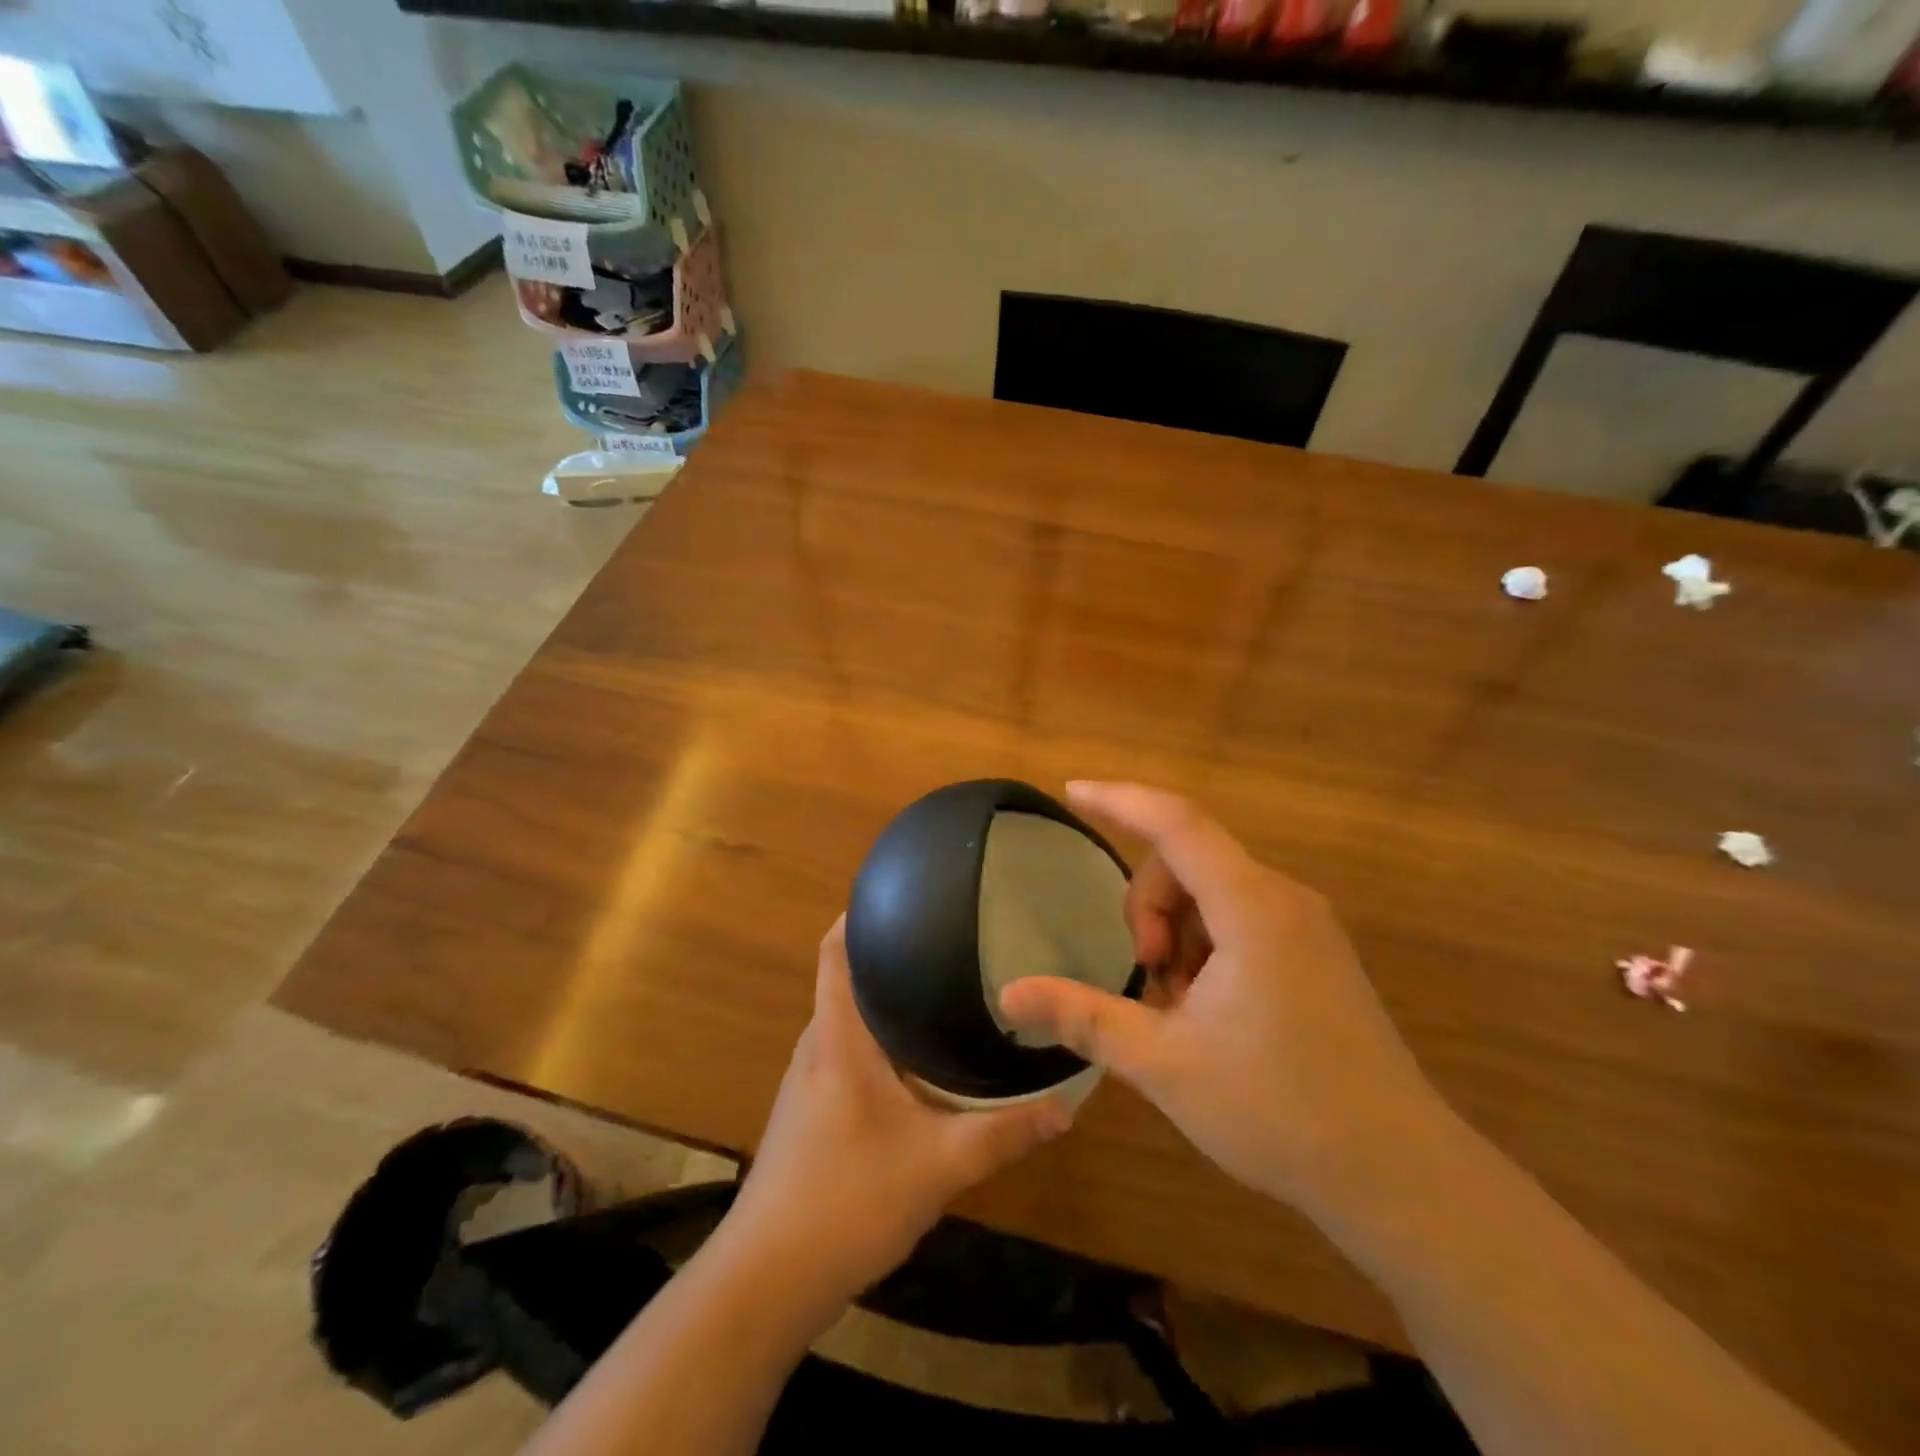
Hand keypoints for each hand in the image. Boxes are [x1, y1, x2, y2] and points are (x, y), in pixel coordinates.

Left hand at [727, 916, 1071, 1301]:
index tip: (904, 893)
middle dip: (888, 954)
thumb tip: (1066, 1108)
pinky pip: (845, 1051)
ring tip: (939, 988)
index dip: (859, 913)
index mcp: (839, 1037)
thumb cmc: (846, 1201)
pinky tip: (915, 1060)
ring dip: (883, 1000)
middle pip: (846, 978)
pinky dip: (877, 1039)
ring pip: (847, 1018)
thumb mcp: (938, 1167)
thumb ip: (1003, 1135)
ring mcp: (807, 1080)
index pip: (835, 950)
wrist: (766, 1281)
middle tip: (947, 941)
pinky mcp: (808, 1111)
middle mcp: (817, 1045)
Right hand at [998, 782, 1443, 1215]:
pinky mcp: (1316, 953)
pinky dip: (1207, 946)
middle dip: (1149, 908)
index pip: (1176, 823)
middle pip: (1188, 861)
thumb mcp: (1163, 1063)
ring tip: (1180, 1009)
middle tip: (1148, 978)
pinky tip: (1209, 1010)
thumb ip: (1083, 1016)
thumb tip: (1009, 992)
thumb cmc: (1278, 1112)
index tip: (1071, 791)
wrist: (1400, 1175)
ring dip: (1177, 934)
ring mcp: (1307, 925)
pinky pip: (1241, 918)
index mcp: (1251, 908)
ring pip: (1212, 892)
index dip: (1119, 800)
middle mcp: (1283, 899)